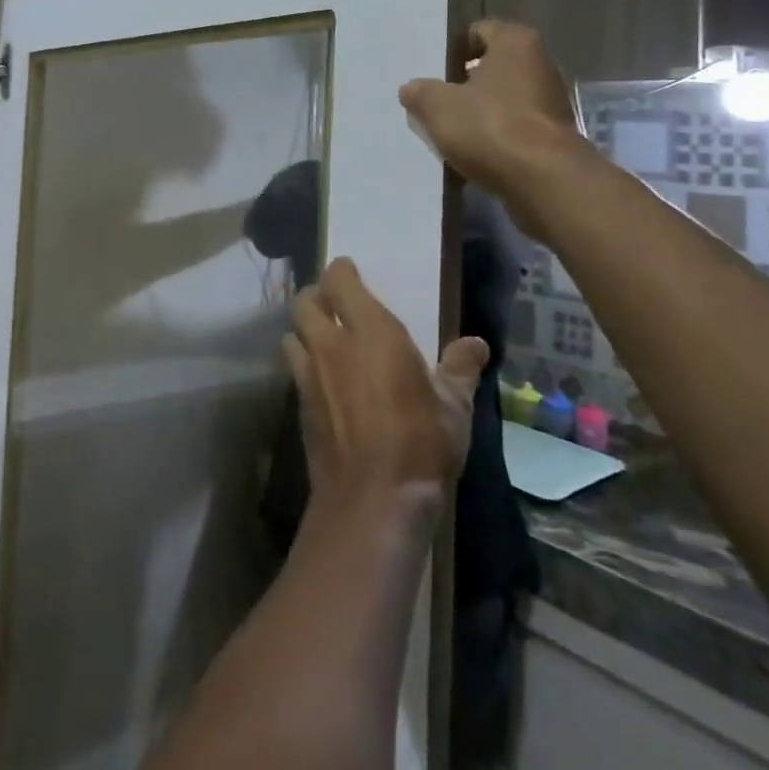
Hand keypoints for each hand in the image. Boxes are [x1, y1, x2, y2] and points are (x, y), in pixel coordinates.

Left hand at [285, 258, 487, 512]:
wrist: (373, 498)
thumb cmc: (420, 442)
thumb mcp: (454, 406)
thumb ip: (461, 368)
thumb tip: (476, 344)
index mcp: (370, 330)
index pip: (340, 280)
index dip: (341, 271)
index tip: (350, 271)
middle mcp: (331, 344)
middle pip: (305, 302)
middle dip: (316, 296)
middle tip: (333, 304)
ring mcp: (309, 374)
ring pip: (292, 334)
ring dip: (303, 330)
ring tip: (322, 339)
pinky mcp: (300, 405)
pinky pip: (295, 370)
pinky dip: (304, 364)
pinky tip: (322, 380)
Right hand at [398, 20, 583, 204]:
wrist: (543, 180)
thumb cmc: (489, 127)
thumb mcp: (438, 106)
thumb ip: (421, 93)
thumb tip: (412, 89)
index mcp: (515, 43)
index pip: (478, 31)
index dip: (453, 49)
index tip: (433, 72)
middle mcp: (540, 64)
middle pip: (492, 67)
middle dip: (464, 83)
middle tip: (436, 102)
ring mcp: (550, 102)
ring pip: (503, 100)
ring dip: (479, 113)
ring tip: (450, 132)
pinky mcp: (553, 136)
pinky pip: (514, 128)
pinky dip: (495, 137)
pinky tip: (473, 154)